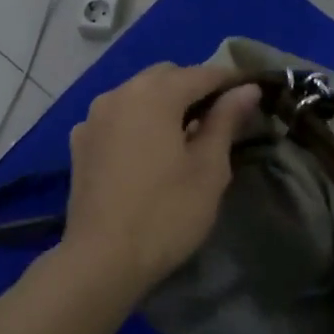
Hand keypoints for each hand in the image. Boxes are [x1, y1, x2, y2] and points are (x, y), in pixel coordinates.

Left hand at [62, 64, 261, 293]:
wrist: (102, 260)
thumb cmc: (166, 213)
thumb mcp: (209, 169)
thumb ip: (226, 121)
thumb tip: (246, 89)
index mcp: (154, 95)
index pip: (202, 74)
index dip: (231, 81)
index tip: (253, 93)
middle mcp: (119, 94)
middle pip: (166, 76)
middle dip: (194, 88)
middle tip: (220, 119)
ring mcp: (93, 118)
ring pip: (137, 94)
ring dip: (164, 103)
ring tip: (185, 134)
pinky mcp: (80, 143)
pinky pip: (117, 117)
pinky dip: (137, 121)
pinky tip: (148, 149)